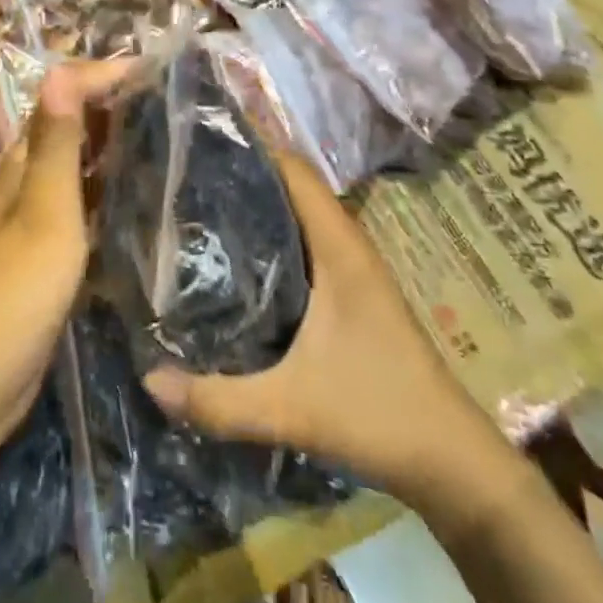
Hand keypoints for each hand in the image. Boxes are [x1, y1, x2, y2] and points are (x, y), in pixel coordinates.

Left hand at [0, 60, 131, 467]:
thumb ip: (55, 146)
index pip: (60, 98)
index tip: (153, 69)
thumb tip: (59, 70)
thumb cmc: (11, 296)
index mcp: (21, 167)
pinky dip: (105, 195)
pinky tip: (136, 206)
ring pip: (75, 170)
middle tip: (167, 100)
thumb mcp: (43, 215)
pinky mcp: (42, 262)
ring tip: (162, 141)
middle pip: (67, 129)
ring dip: (109, 149)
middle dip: (109, 106)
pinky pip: (79, 212)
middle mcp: (23, 186)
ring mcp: (31, 225)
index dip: (101, 77)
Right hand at [141, 147, 514, 511]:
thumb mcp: (292, 408)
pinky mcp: (350, 294)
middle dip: (242, 173)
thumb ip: (219, 400)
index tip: (200, 139)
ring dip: (256, 205)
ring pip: (298, 216)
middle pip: (291, 186)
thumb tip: (149, 380)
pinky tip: (234, 259)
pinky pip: (304, 245)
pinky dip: (271, 237)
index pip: (293, 169)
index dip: (252, 145)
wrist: (452, 463)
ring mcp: (351, 269)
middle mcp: (345, 245)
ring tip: (197, 204)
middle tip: (183, 172)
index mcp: (338, 246)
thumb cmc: (378, 413)